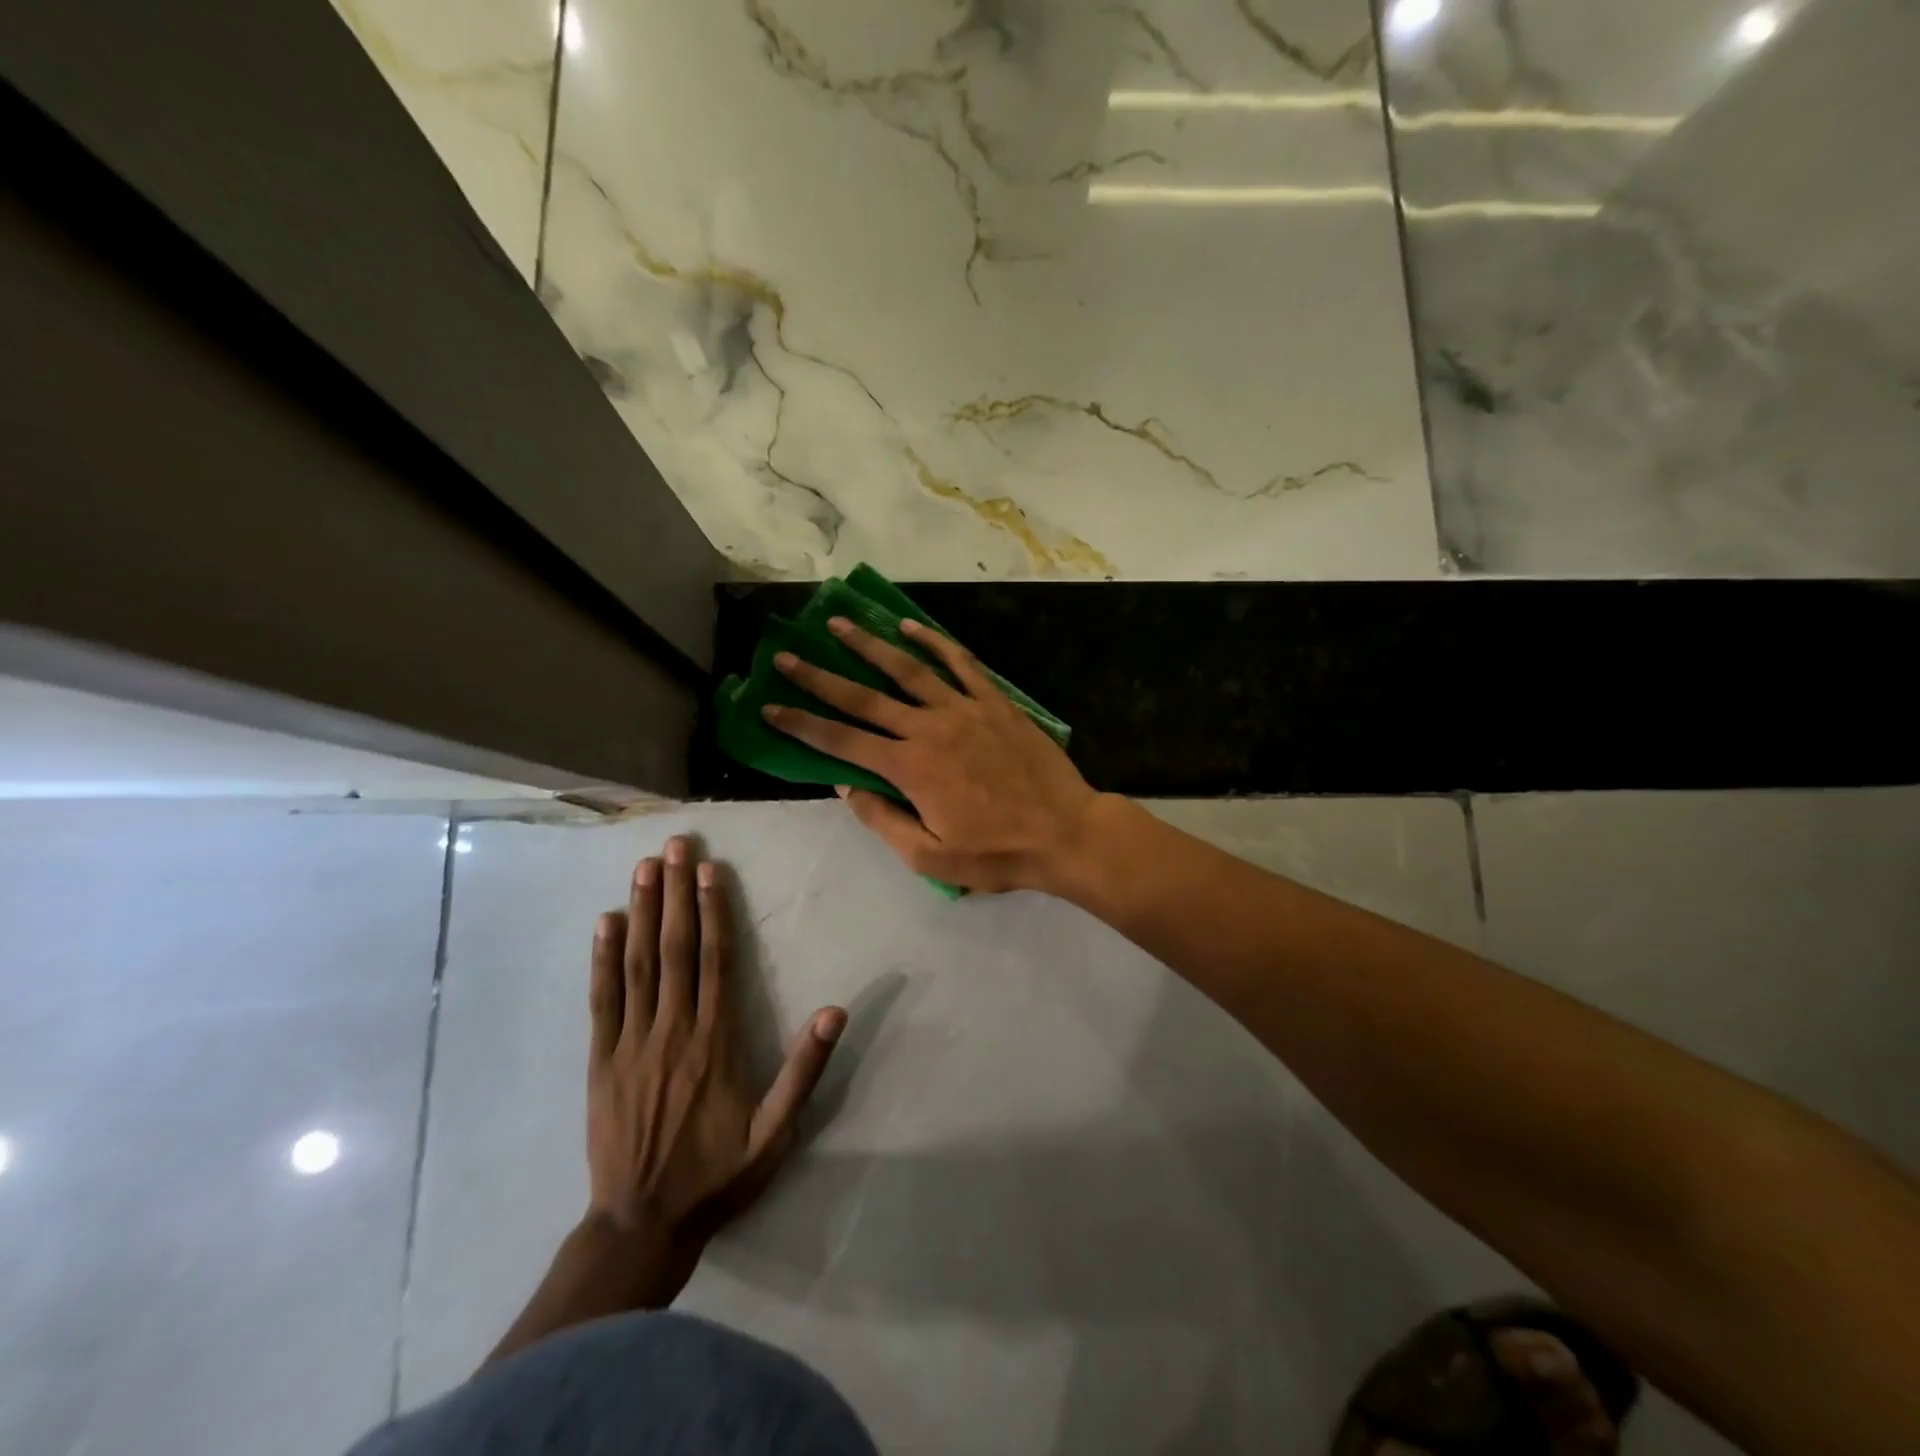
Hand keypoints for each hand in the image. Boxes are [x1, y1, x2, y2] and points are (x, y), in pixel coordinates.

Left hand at [588, 836, 844, 1243]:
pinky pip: (603, 1000)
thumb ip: (805, 1070)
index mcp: (716, 1041)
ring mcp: (632, 1043)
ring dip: (641, 911)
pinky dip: (603, 959)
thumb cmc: (717, 1174)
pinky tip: (605, 924)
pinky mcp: (601, 1060)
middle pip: (675, 949)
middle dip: (674, 893)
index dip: (712, 911)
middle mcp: (673, 1030)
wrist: (642, 1224)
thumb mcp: (777, 1132)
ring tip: (643, 868)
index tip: (710, 870)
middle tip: (675, 847)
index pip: (716, 960)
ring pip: (639, 964)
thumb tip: (834, 1012)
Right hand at [763, 616, 1104, 892]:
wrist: (1065, 832)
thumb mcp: (931, 858)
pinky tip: (910, 626)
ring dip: (870, 646)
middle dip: (820, 677)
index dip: (801, 725)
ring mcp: (964, 709)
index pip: (842, 742)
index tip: (769, 706)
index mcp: (909, 769)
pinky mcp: (994, 701)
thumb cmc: (997, 853)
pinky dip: (933, 642)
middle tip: (787, 656)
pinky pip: (960, 663)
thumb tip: (846, 786)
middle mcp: (928, 729)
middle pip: (864, 697)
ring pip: (907, 670)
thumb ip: (883, 820)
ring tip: (839, 624)